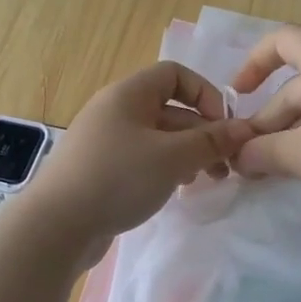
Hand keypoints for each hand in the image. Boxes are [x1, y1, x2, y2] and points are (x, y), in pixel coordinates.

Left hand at [24, 61, 250, 257]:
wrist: (56, 227)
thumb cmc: (118, 179)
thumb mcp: (173, 157)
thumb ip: (211, 142)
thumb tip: (244, 129)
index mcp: (128, 95)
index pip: (175, 74)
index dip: (205, 93)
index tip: (224, 126)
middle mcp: (115, 111)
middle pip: (170, 110)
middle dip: (202, 134)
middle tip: (226, 166)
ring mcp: (106, 142)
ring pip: (158, 139)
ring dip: (188, 154)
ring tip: (207, 181)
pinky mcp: (101, 171)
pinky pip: (142, 160)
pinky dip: (165, 170)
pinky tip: (177, 190)